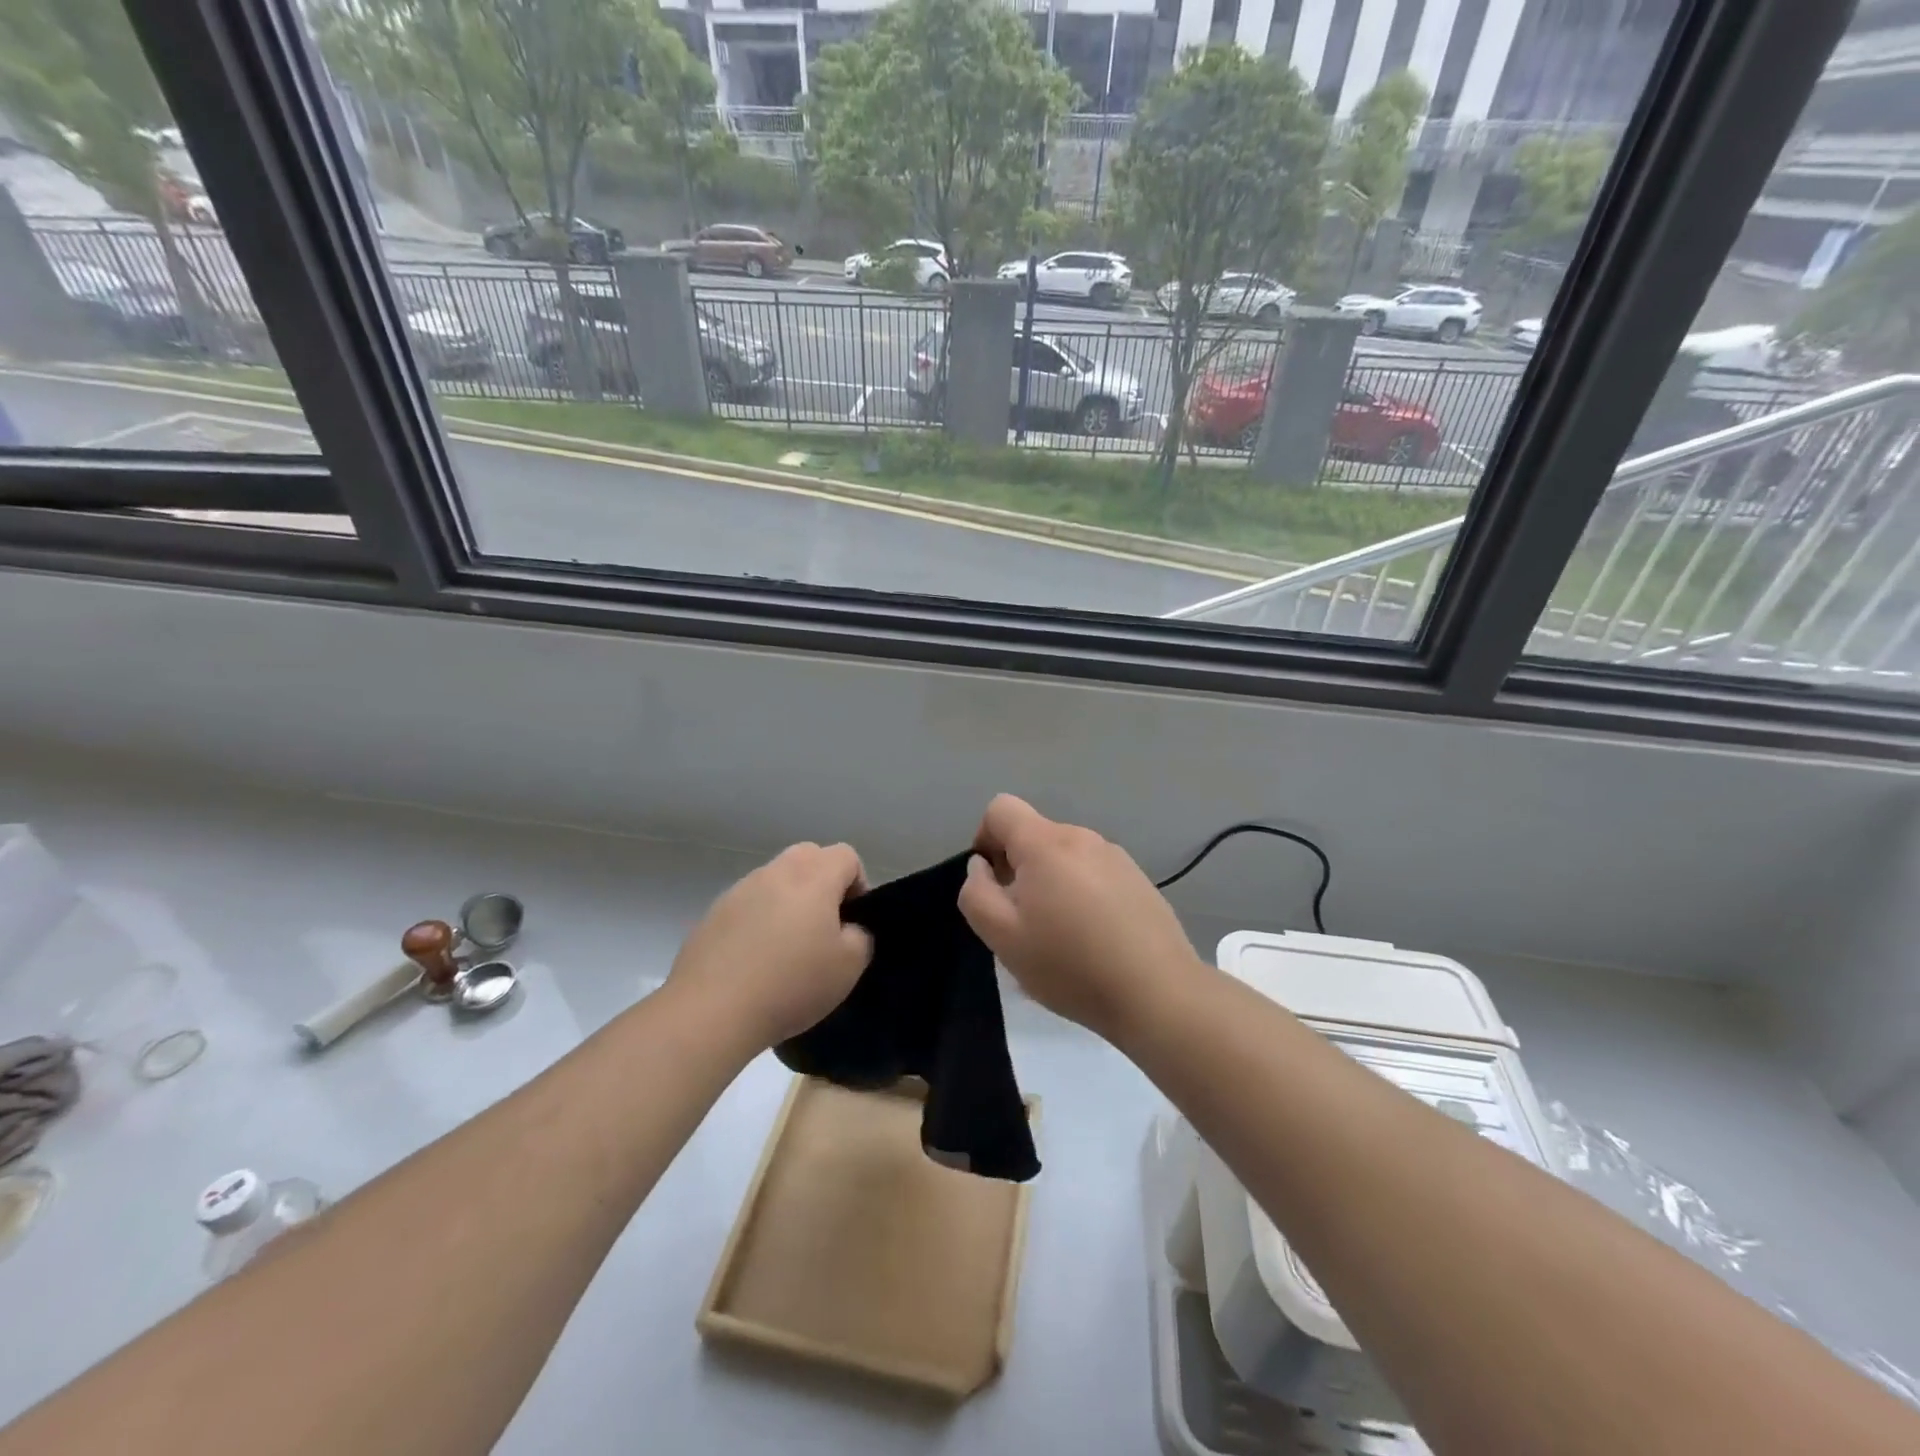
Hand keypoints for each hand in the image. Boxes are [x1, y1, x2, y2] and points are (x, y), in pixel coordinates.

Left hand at [668, 843, 873, 1050]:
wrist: (711, 1011)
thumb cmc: (791, 984)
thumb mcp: (849, 966)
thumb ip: (860, 936)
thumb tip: (847, 929)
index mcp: (813, 876)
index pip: (846, 856)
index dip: (858, 884)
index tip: (852, 921)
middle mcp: (776, 871)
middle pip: (809, 857)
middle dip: (822, 884)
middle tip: (823, 929)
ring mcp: (740, 889)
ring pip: (776, 880)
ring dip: (788, 902)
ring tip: (786, 949)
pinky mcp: (713, 913)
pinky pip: (748, 905)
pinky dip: (758, 921)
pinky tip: (755, 961)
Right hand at [957, 794, 1201, 1043]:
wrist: (1158, 993)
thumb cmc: (1070, 965)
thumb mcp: (1002, 937)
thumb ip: (977, 893)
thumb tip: (981, 866)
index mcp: (1046, 843)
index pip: (1001, 809)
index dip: (984, 839)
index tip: (993, 884)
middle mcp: (1082, 837)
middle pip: (1034, 835)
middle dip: (1019, 869)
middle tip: (1024, 922)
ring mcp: (1116, 857)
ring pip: (1065, 857)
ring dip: (1051, 883)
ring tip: (1061, 936)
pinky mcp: (1138, 879)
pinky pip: (1094, 874)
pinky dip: (1082, 895)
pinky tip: (1094, 939)